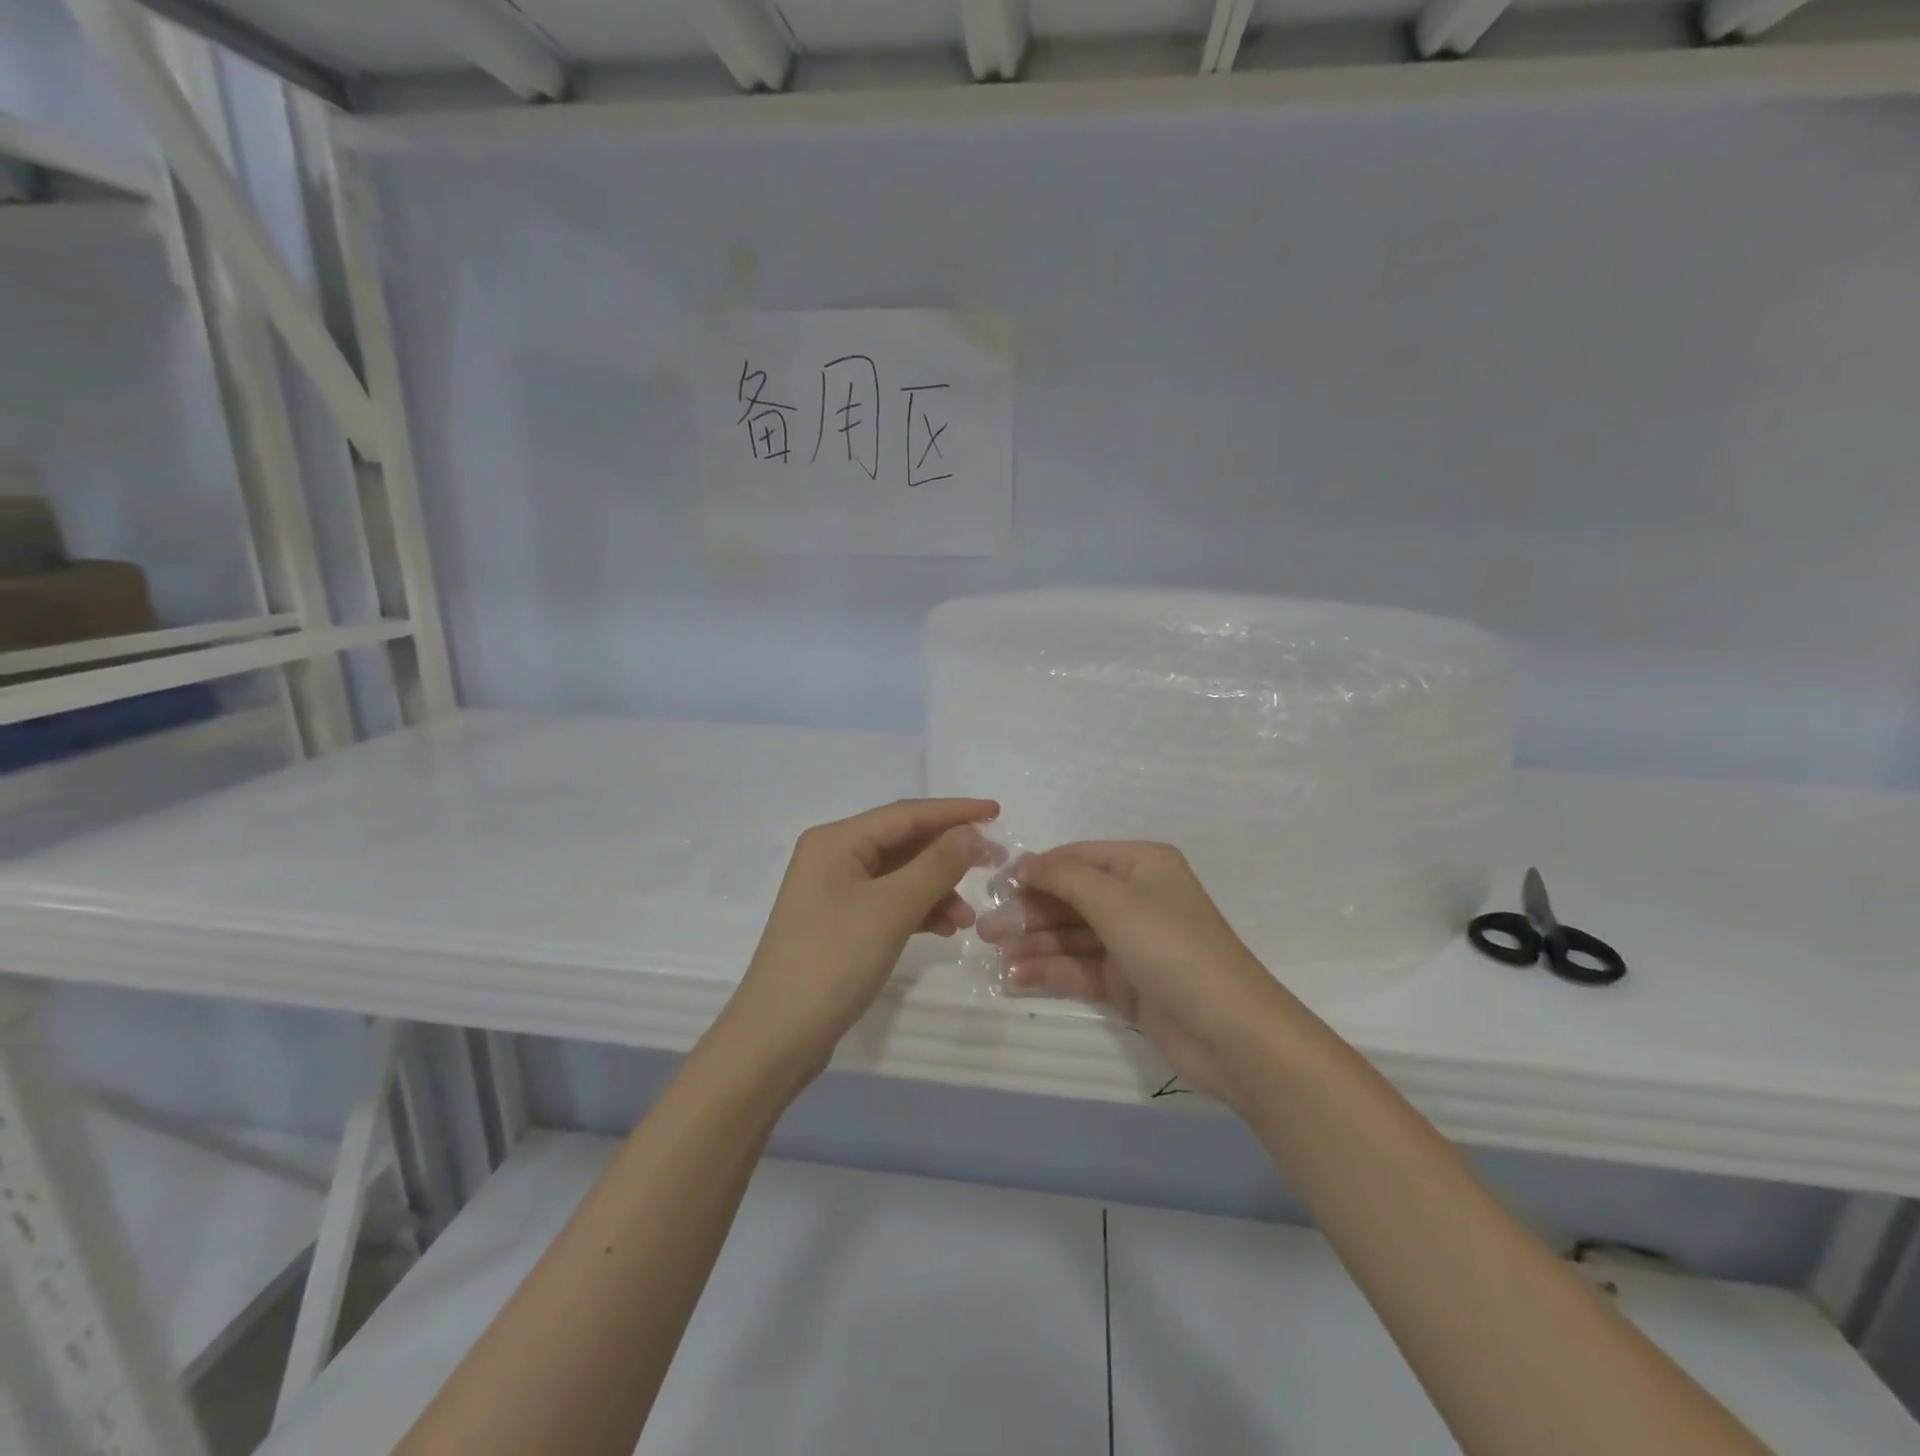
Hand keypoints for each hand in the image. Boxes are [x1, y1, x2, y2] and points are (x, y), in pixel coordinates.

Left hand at [717, 798, 1002, 1088]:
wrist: (777, 1038)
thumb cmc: (831, 962)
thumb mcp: (890, 910)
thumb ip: (935, 866)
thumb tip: (972, 832)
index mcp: (836, 841)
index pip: (906, 814)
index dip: (954, 812)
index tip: (997, 811)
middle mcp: (833, 857)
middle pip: (903, 842)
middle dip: (949, 854)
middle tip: (995, 863)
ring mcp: (836, 892)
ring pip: (901, 875)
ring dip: (937, 888)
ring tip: (969, 917)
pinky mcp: (842, 923)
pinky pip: (891, 902)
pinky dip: (919, 910)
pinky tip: (945, 928)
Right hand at [978, 842, 1296, 1104]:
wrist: (1231, 1032)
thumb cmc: (1171, 948)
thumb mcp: (1115, 901)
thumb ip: (1063, 878)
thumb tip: (1023, 863)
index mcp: (1142, 865)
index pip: (1077, 858)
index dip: (1035, 870)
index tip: (993, 886)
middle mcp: (1137, 898)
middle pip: (1071, 898)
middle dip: (1029, 912)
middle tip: (985, 929)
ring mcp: (1132, 943)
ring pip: (1071, 936)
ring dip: (1034, 944)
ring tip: (994, 954)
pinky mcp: (1128, 983)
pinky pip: (1080, 968)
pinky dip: (1051, 971)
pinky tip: (1016, 978)